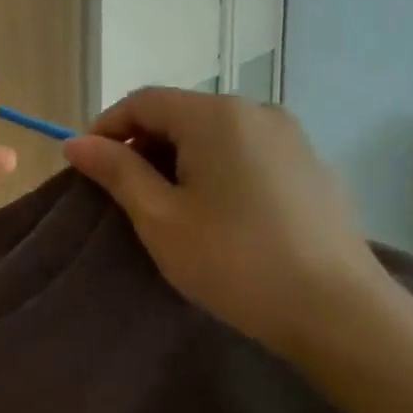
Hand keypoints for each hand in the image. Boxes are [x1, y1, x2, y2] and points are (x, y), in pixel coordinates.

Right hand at [63, 89, 384, 362]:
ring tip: (167, 205)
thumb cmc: (233, 261)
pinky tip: (217, 213)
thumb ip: (116, 171)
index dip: (106, 128)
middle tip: (123, 192)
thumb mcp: (160, 218)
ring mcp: (291, 137)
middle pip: (180, 112)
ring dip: (179, 158)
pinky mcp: (311, 166)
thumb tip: (75, 142)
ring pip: (214, 133)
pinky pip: (247, 152)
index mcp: (216, 115)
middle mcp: (256, 111)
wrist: (337, 310)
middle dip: (143, 144)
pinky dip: (216, 168)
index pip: (143, 101)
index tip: (86, 166)